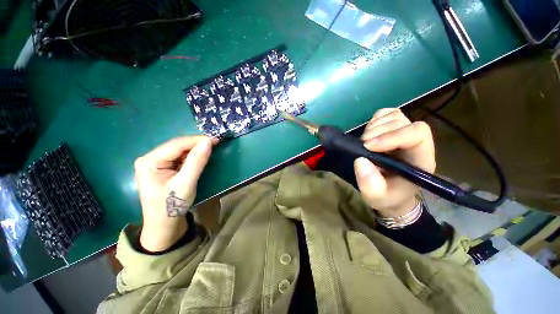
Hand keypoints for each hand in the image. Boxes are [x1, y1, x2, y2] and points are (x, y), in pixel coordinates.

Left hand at [134, 136, 217, 251]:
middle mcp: (150, 158)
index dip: (197, 140)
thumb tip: (209, 142)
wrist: (164, 226)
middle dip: (197, 144)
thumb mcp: (186, 183)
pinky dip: (193, 156)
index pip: (176, 144)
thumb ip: (197, 161)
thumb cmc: (172, 206)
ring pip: (180, 151)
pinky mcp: (164, 169)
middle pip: (178, 146)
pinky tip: (202, 156)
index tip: (216, 139)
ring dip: (196, 150)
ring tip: (211, 148)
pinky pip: (181, 158)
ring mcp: (157, 163)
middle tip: (216, 143)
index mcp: (149, 161)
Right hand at [354, 108, 434, 217]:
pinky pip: (385, 114)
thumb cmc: (388, 197)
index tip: (368, 146)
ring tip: (364, 142)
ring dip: (374, 127)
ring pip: (392, 116)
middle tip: (363, 146)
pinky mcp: (391, 129)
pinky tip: (368, 134)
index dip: (392, 136)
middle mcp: (415, 142)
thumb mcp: (377, 197)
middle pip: (401, 122)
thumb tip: (360, 160)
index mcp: (420, 158)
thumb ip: (371, 184)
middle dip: (377, 132)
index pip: (417, 133)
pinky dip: (374, 121)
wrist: (390, 194)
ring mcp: (403, 133)